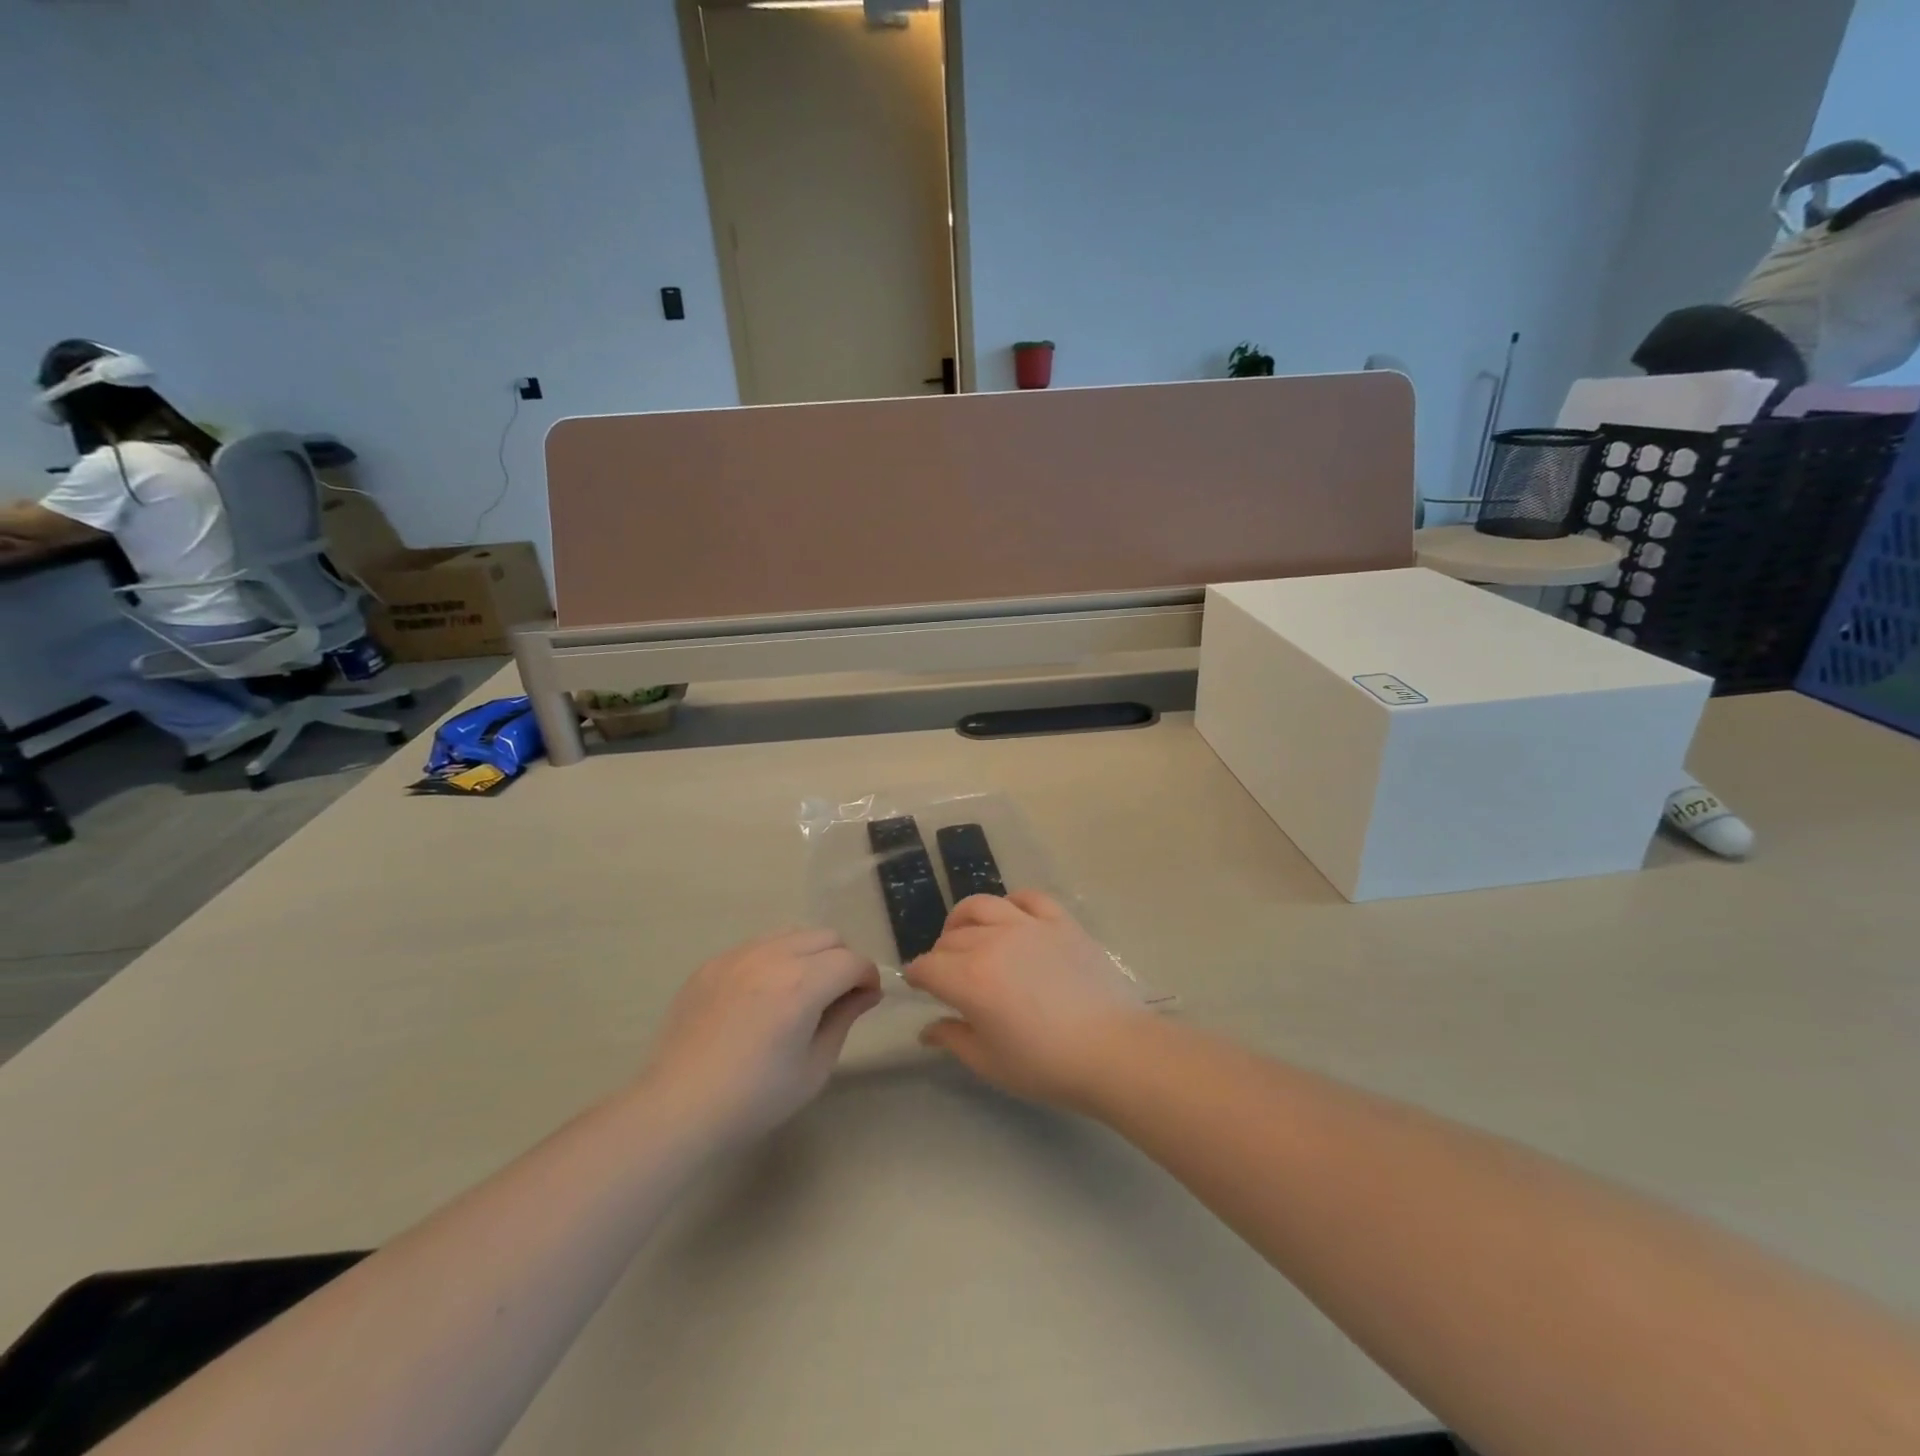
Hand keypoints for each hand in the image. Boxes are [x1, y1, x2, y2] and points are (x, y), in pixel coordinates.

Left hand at [642, 929, 882, 1147]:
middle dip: (842, 960)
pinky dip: (774, 959)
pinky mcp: (712, 964)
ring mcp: (738, 956)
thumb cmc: (755, 1098)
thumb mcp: (814, 1067)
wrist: (678, 1108)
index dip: (868, 978)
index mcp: (802, 984)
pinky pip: (757, 945)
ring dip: (809, 954)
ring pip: (792, 934)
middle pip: (826, 937)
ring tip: (800, 991)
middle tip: (836, 996)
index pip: (852, 961)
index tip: (866, 1001)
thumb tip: (864, 993)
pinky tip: (762, 996)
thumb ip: (843, 1019)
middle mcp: (772, 957)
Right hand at [904, 891, 1152, 1110]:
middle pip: (951, 938)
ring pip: (982, 906)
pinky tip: (1011, 917)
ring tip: (967, 934)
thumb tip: (927, 1028)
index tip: (919, 985)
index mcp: (970, 979)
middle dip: (940, 954)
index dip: (917, 976)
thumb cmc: (1046, 1065)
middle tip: (948, 974)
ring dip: (964, 919)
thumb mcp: (990, 1063)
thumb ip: (953, 1039)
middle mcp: (992, 942)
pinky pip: (1028, 897)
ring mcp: (1028, 926)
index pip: (928, 967)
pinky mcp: (1060, 921)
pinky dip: (1011, 903)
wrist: (1112, 1050)